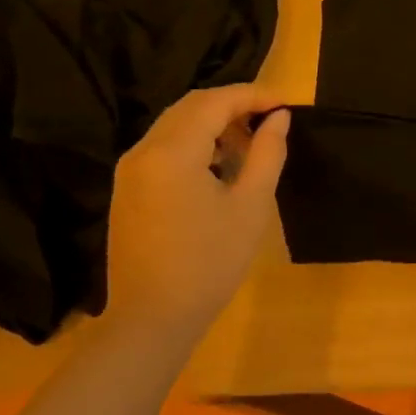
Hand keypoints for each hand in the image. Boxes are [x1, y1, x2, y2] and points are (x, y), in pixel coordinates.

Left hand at [104, 85, 288, 336]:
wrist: (152, 319)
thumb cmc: (209, 262)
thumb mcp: (251, 205)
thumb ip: (268, 153)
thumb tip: (279, 118)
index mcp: (172, 152)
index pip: (216, 101)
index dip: (255, 95)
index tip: (287, 104)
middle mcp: (144, 151)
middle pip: (192, 106)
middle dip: (235, 104)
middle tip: (272, 120)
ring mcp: (131, 170)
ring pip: (176, 124)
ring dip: (215, 122)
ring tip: (251, 144)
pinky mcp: (128, 189)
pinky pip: (164, 146)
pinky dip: (196, 141)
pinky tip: (221, 164)